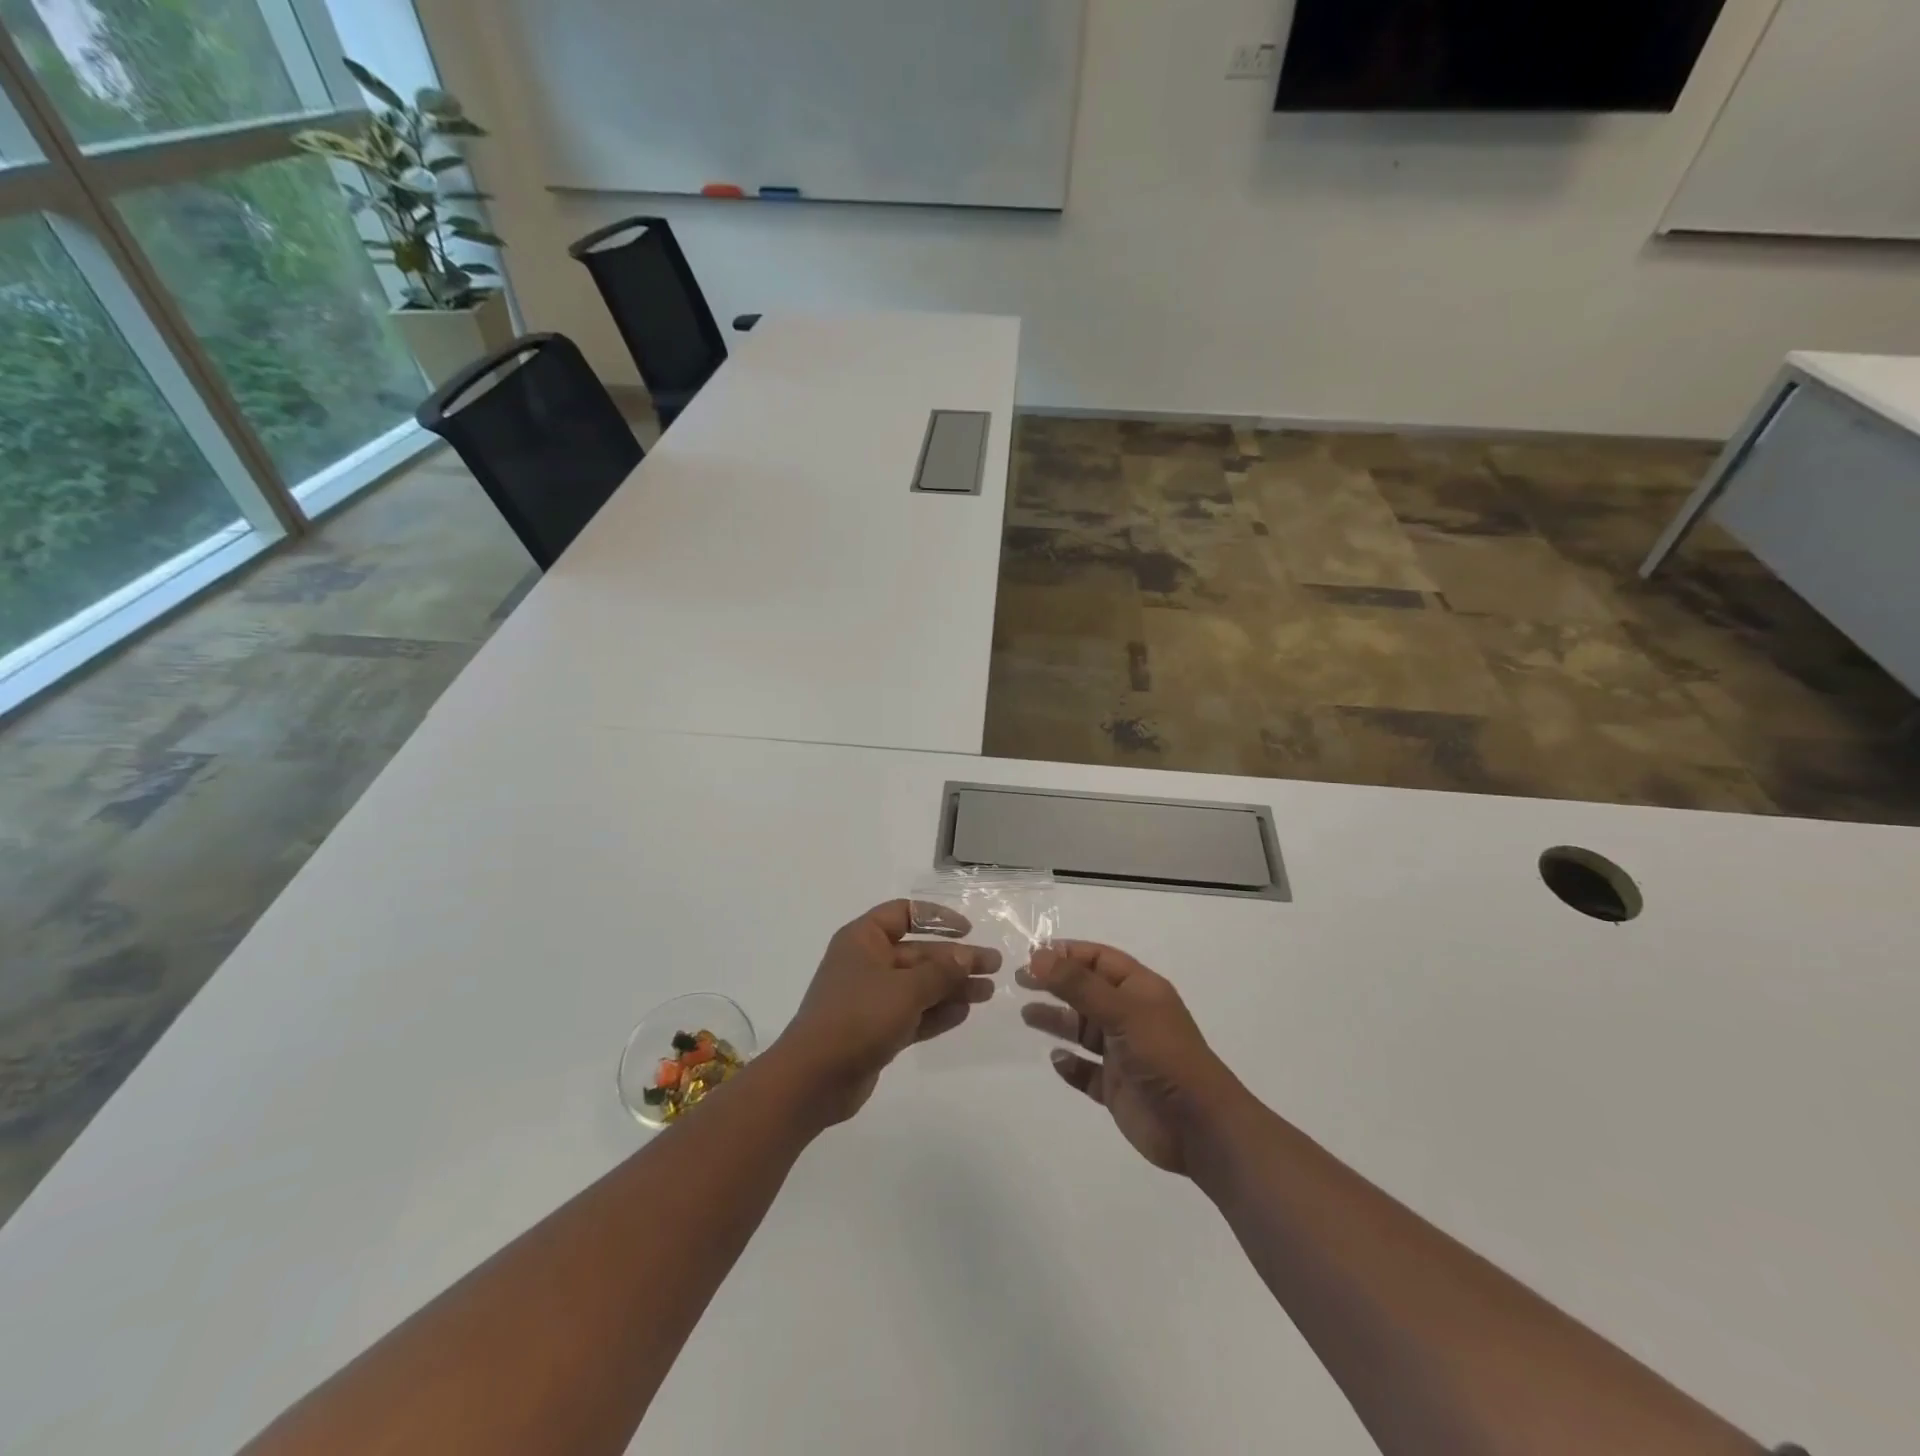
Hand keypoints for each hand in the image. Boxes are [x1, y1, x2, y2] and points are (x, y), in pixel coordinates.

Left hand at [775, 900, 998, 1122]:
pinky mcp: (876, 1030)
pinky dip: (937, 1012)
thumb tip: (966, 956)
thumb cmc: (857, 1017)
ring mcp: (870, 998)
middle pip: (918, 953)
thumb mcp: (905, 989)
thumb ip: (940, 971)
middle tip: (994, 967)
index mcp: (863, 939)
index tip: (967, 930)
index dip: (937, 918)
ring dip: (952, 987)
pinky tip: (964, 1013)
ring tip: (988, 993)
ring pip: (919, 986)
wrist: (813, 1079)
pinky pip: (913, 1014)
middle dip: (956, 960)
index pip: (904, 913)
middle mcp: (867, 963)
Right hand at [1019, 942, 1246, 1174]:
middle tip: (1019, 981)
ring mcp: (1122, 1053)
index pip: (1098, 959)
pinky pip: (1085, 1070)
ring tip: (1025, 1015)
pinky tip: (1056, 1060)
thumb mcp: (1122, 1011)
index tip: (1031, 955)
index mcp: (1139, 990)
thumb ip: (1078, 985)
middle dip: (1055, 984)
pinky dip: (1069, 1064)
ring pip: (1081, 1030)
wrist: (1199, 1127)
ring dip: (1056, 1021)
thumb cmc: (1164, 1056)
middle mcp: (1129, 1016)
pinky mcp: (1115, 1087)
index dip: (1067, 954)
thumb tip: (1038, 957)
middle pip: (1085, 992)